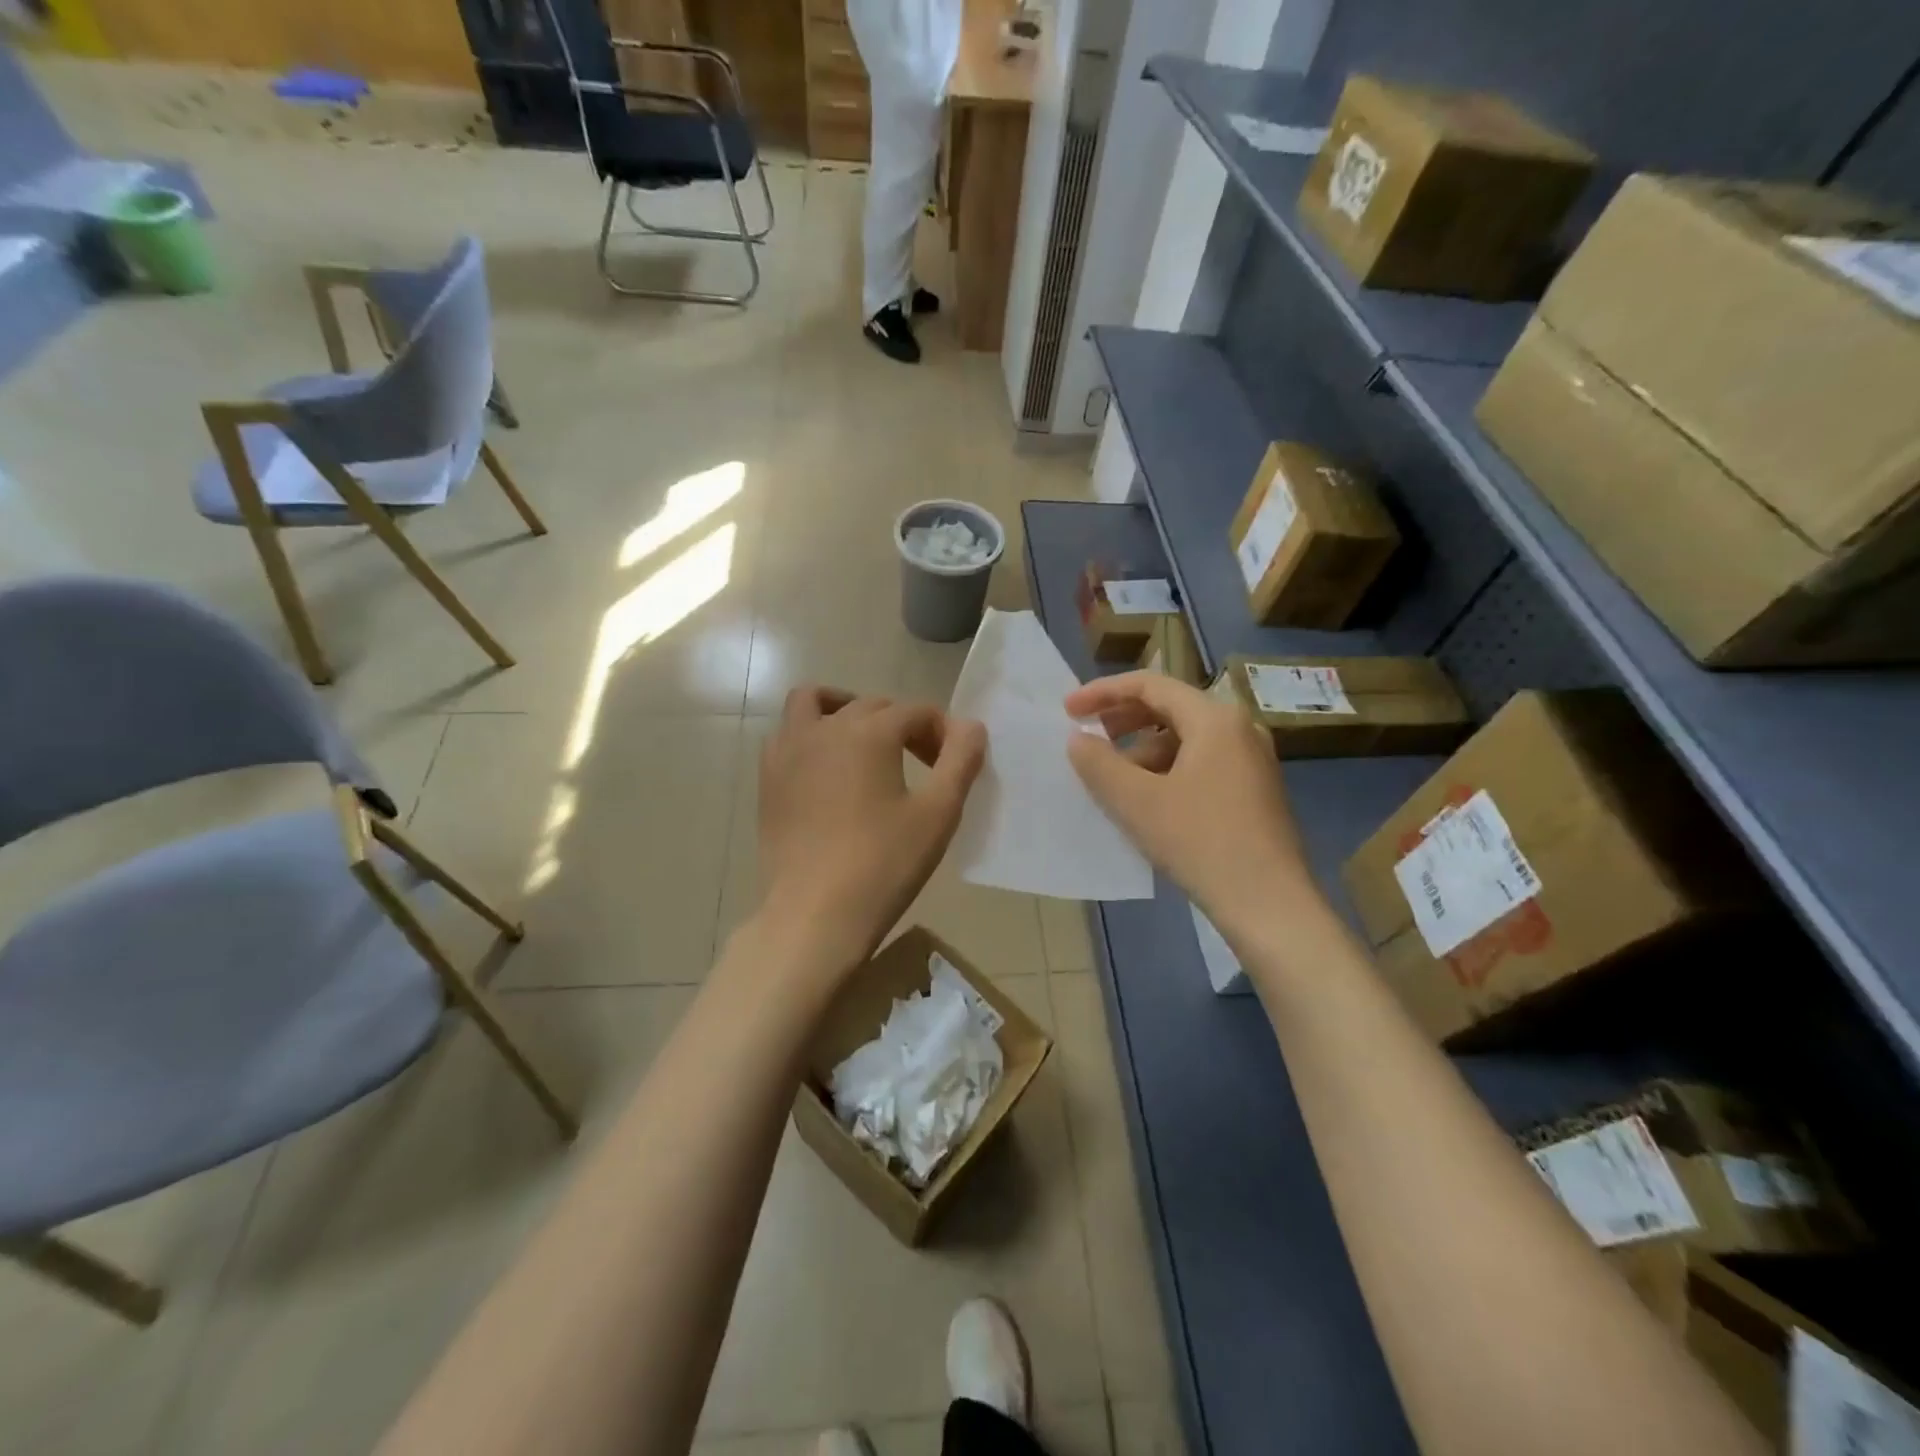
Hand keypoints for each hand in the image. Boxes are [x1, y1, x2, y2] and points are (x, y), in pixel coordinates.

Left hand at [755, 687, 986, 974]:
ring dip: (846, 709)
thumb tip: (970, 726)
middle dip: (904, 725)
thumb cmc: (884, 864)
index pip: (916, 712)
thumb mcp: (938, 813)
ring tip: (866, 741)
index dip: (942, 733)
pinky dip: (811, 733)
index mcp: (870, 732)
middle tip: (924, 764)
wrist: (815, 914)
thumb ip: (961, 760)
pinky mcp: (768, 778)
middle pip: (873, 706)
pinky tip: (827, 767)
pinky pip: (788, 733)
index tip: (954, 765)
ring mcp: (789, 750)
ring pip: (815, 702)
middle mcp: (826, 728)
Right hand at [1065, 672, 1311, 932]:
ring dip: (1142, 750)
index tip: (1068, 710)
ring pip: (1185, 738)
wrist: (1270, 905)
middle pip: (1170, 707)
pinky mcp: (1254, 790)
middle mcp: (1239, 728)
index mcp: (1215, 719)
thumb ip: (1099, 764)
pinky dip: (1166, 770)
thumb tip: (1078, 739)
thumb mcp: (1137, 802)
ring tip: (1113, 781)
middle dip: (1122, 720)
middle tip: (1087, 737)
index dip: (1103, 692)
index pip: (1150, 685)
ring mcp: (1252, 760)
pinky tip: (1147, 802)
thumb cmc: (1201, 843)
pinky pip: (1201, 763)